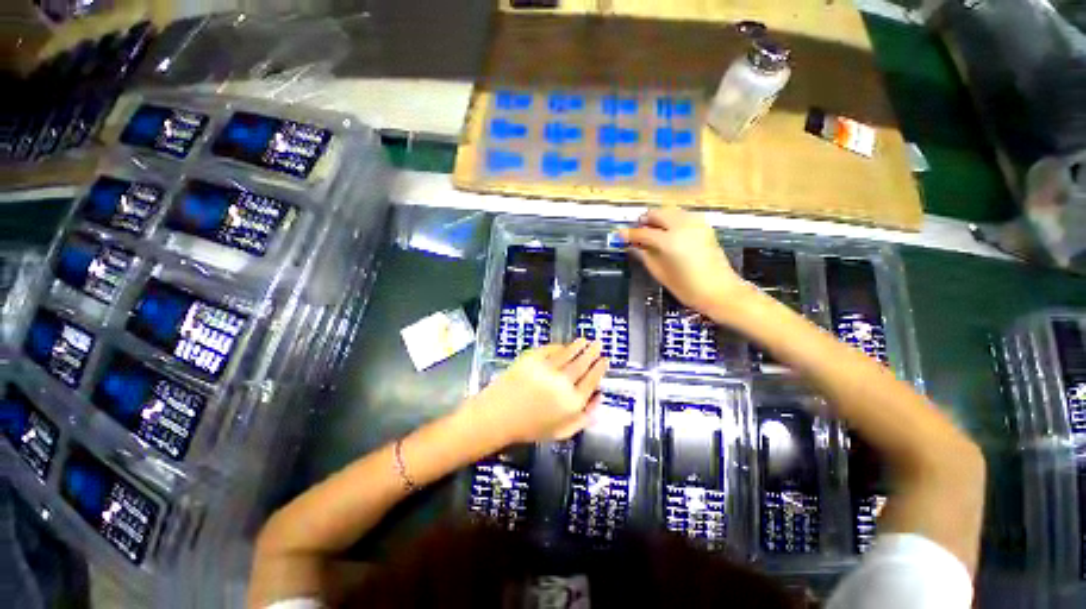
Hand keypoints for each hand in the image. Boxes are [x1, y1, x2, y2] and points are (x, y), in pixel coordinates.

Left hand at [472, 338, 607, 443]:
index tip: (605, 360)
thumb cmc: (531, 428)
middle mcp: (563, 383)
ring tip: (584, 340)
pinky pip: (550, 349)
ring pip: (568, 353)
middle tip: (598, 343)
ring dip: (578, 345)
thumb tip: (600, 398)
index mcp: (572, 402)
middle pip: (583, 363)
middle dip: (592, 352)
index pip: (592, 380)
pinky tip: (563, 345)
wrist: (498, 416)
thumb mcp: (562, 432)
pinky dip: (559, 346)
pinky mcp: (532, 359)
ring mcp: (547, 368)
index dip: (600, 368)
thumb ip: (585, 417)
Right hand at [619, 207, 747, 318]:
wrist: (720, 291)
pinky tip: (668, 232)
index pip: (643, 232)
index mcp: (669, 241)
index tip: (619, 235)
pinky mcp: (704, 226)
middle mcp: (682, 226)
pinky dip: (671, 220)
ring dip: (658, 218)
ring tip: (651, 231)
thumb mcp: (660, 273)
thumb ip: (644, 255)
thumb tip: (632, 245)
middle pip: (657, 213)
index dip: (629, 234)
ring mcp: (695, 224)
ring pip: (670, 211)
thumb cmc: (687, 288)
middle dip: (644, 221)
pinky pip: (682, 215)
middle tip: (636, 232)